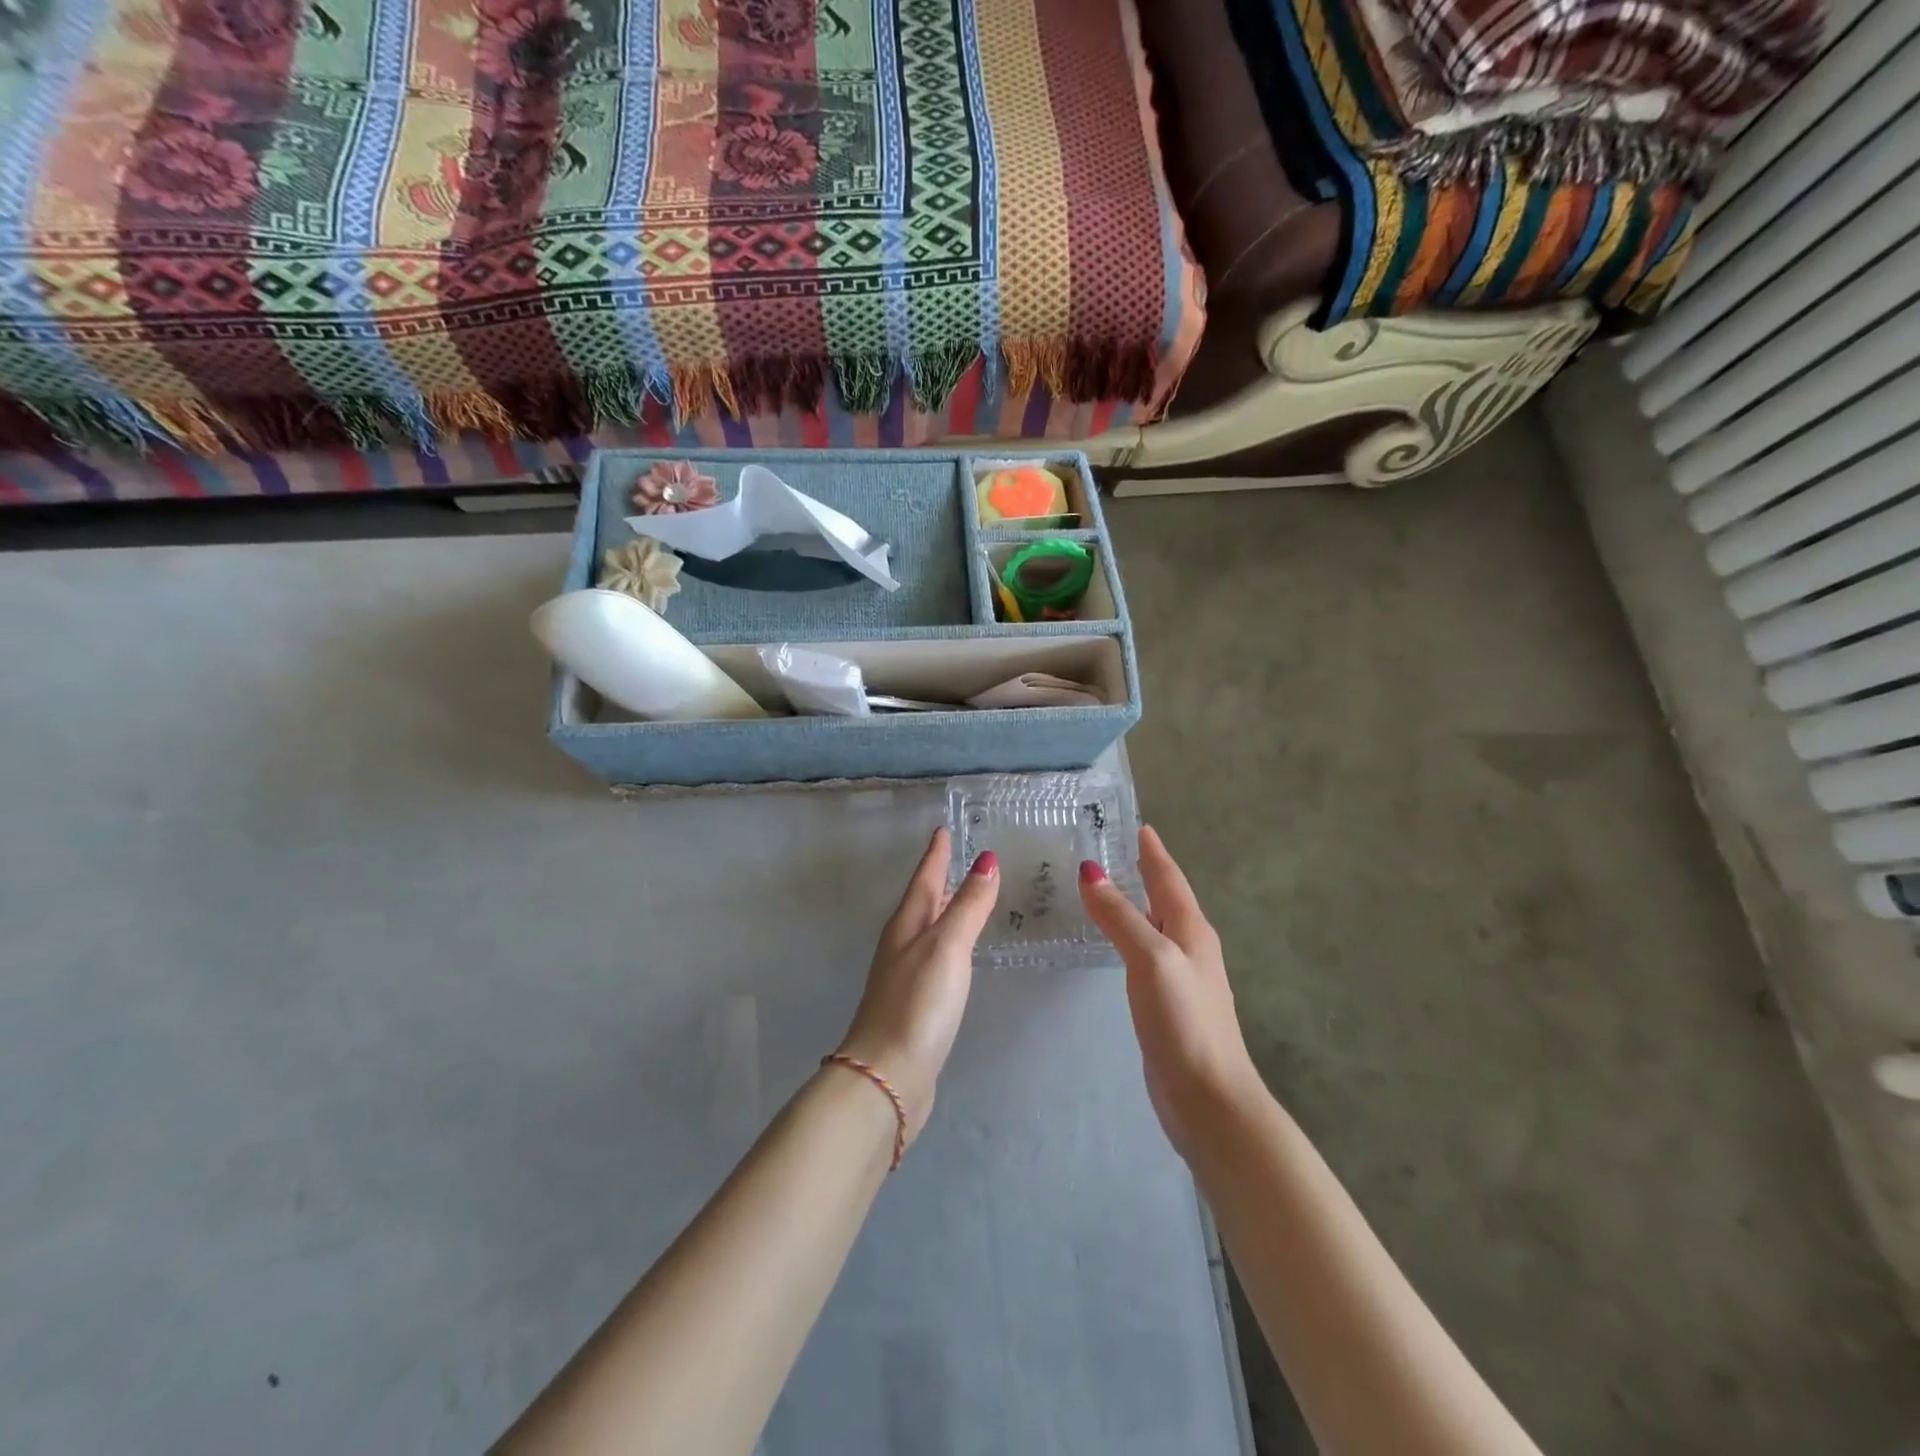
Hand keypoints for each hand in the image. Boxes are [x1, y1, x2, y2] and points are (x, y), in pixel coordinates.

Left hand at [835, 827, 998, 1147]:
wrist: (888, 1076)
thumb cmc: (918, 1005)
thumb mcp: (947, 947)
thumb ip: (968, 905)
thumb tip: (986, 860)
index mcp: (907, 925)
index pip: (925, 878)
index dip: (936, 853)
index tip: (942, 828)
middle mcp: (903, 944)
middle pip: (924, 900)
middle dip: (940, 877)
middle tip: (959, 855)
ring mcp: (907, 974)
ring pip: (929, 929)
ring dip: (946, 909)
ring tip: (966, 895)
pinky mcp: (917, 1003)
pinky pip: (937, 957)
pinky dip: (951, 942)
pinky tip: (961, 952)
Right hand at [1078, 827, 1261, 1157]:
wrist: (1209, 1098)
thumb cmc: (1184, 1022)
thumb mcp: (1151, 959)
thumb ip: (1120, 916)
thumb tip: (1091, 872)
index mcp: (1192, 930)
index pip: (1169, 879)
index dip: (1154, 853)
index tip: (1140, 826)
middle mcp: (1191, 947)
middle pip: (1165, 899)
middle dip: (1144, 872)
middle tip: (1116, 850)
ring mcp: (1182, 978)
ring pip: (1156, 926)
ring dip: (1136, 904)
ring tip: (1108, 889)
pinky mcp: (1169, 1004)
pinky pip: (1146, 954)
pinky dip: (1130, 936)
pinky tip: (1115, 945)